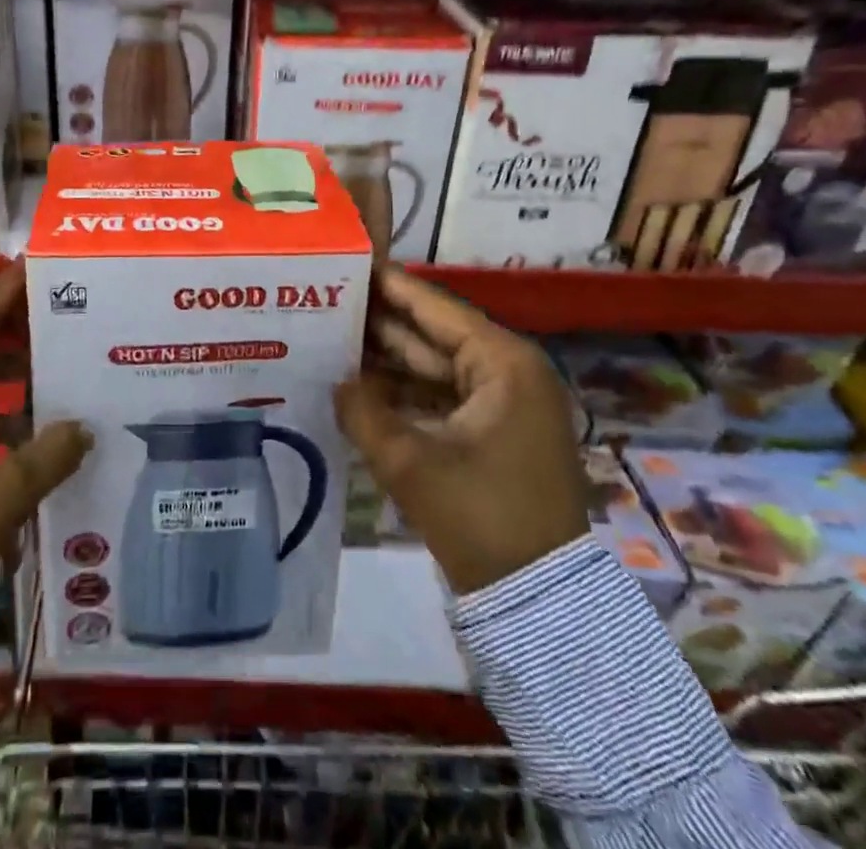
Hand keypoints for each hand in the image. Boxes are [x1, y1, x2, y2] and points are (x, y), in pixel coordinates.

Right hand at [336, 267, 588, 593]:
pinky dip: (406, 392)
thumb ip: (362, 411)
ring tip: (332, 338)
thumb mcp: (410, 462)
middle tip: (326, 301)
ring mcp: (505, 402)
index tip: (347, 263)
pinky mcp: (496, 431)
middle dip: (381, 323)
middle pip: (433, 334)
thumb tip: (336, 380)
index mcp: (503, 362)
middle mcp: (509, 371)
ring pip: (435, 366)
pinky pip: (443, 396)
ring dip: (389, 359)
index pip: (434, 308)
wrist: (538, 601)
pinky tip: (360, 386)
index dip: (388, 286)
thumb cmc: (481, 517)